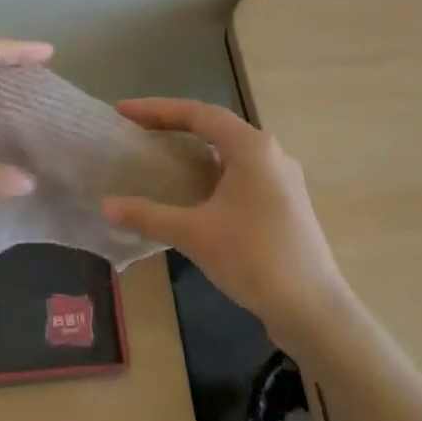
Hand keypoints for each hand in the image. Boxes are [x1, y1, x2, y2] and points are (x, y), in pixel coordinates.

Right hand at [102, 99, 350, 345]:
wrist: (314, 311)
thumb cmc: (254, 259)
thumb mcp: (195, 234)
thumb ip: (148, 216)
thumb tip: (106, 206)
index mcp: (251, 147)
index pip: (197, 113)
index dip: (156, 109)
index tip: (123, 111)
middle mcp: (270, 153)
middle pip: (215, 125)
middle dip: (174, 123)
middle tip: (138, 129)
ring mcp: (282, 178)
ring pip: (230, 149)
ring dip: (195, 147)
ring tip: (161, 152)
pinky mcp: (286, 202)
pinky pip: (241, 171)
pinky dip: (212, 169)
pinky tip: (196, 189)